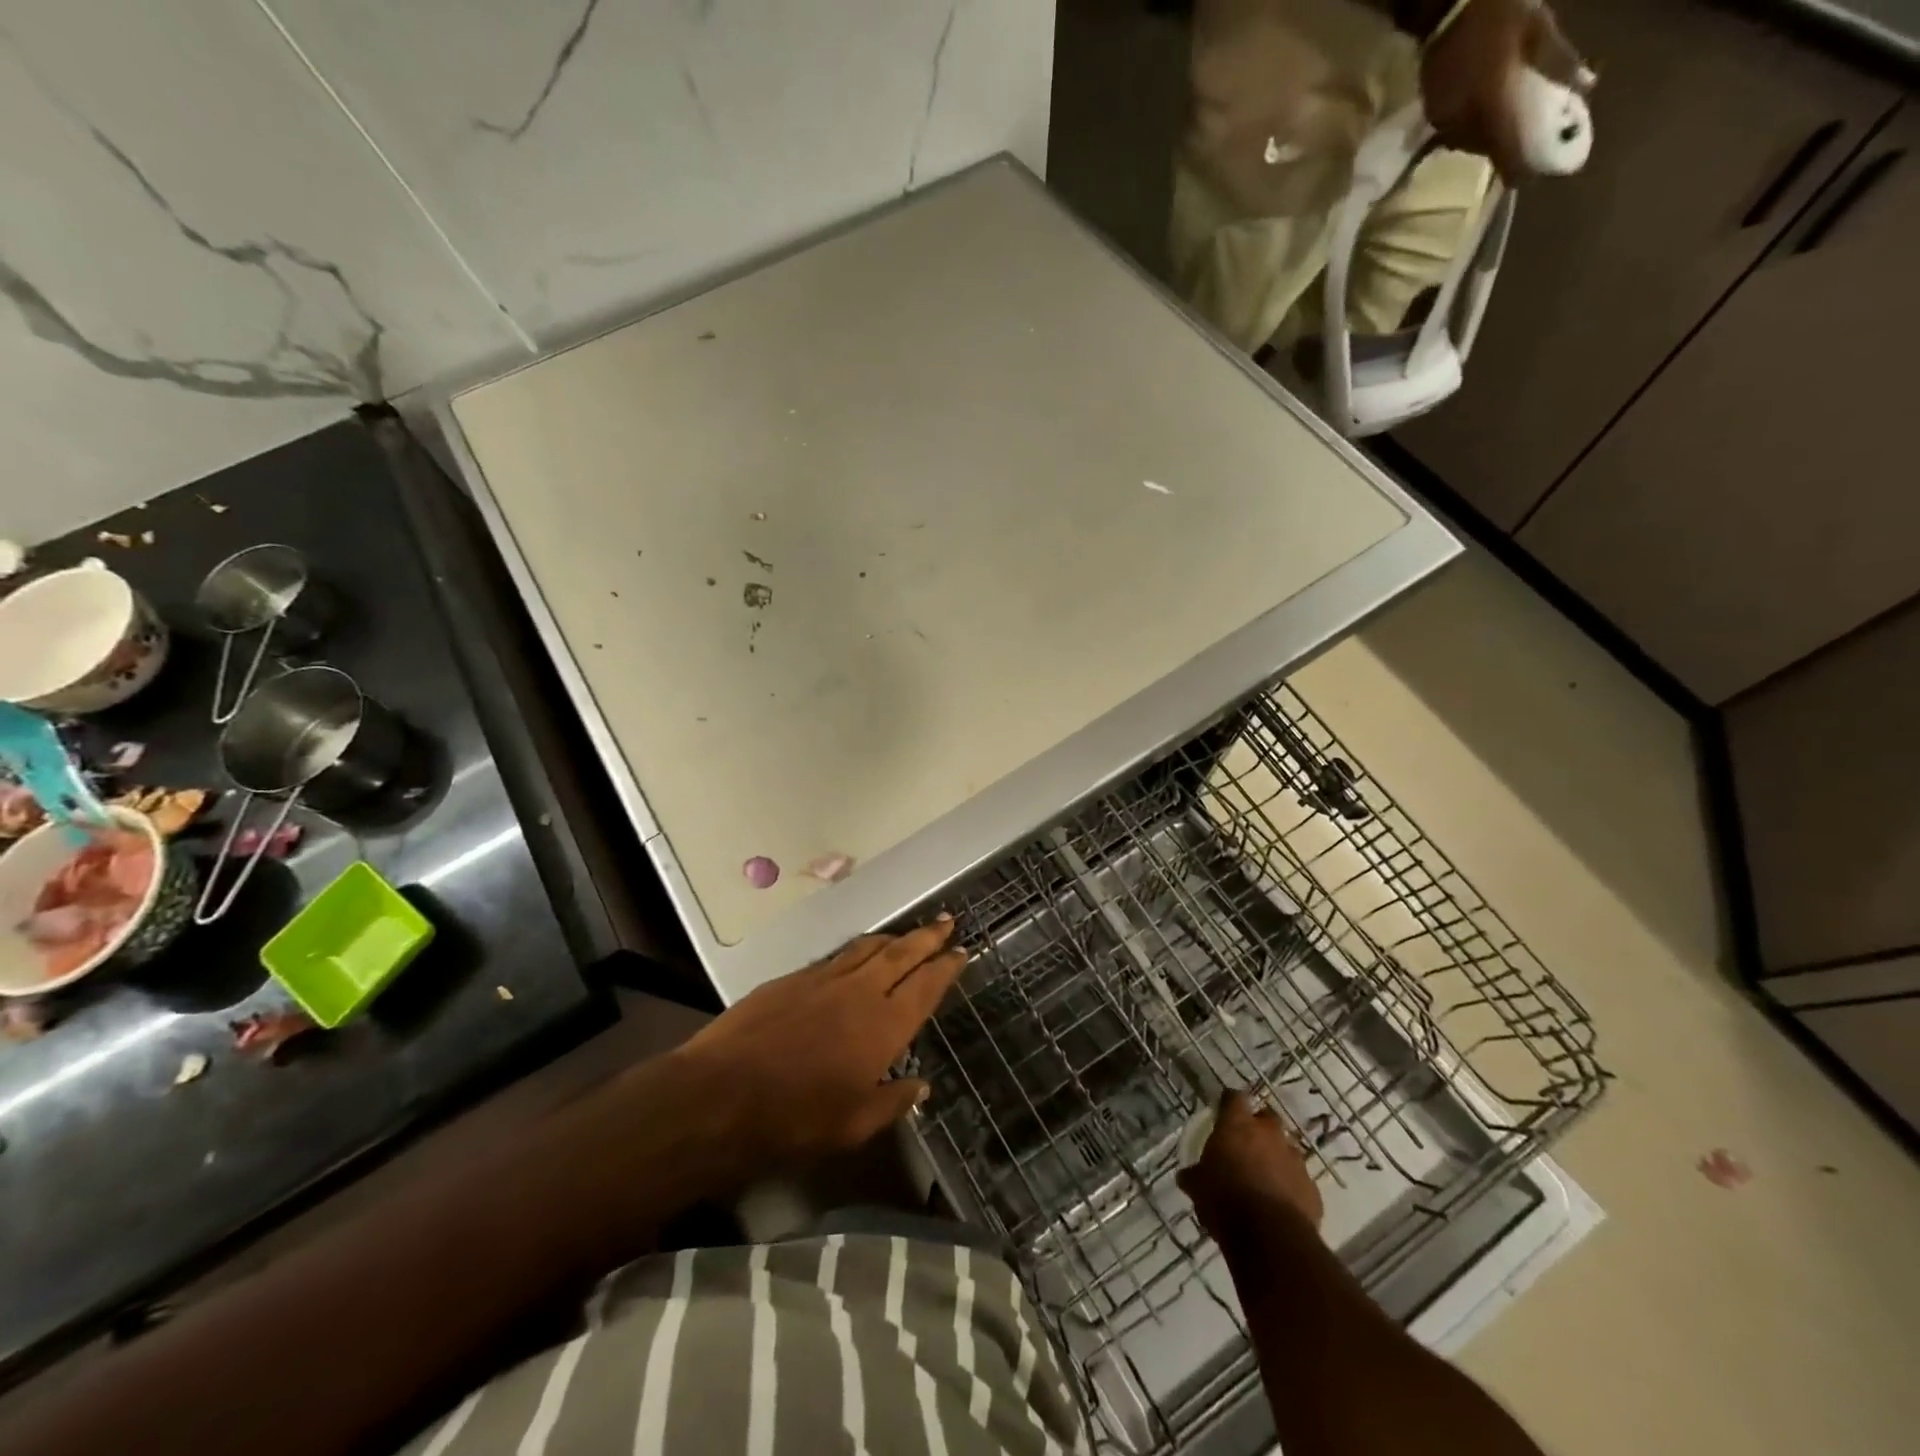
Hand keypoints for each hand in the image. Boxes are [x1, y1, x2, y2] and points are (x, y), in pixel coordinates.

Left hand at [670, 919, 966, 1175]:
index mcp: (883, 1025)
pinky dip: (857, 951)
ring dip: (893, 938)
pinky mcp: (793, 978)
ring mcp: (824, 979)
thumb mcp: (853, 1126)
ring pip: (868, 947)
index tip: (961, 951)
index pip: (925, 986)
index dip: (946, 967)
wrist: (722, 1093)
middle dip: (927, 936)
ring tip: (908, 934)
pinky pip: (836, 957)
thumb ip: (892, 1102)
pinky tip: (857, 956)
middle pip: (902, 953)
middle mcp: (859, 991)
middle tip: (947, 921)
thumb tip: (921, 1087)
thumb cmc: (795, 1118)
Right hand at [1179, 1090, 1323, 1244]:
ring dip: (1277, 1157)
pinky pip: (1299, 1180)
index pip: (1234, 1098)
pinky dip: (1290, 1186)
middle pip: (1267, 1118)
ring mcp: (1295, 1160)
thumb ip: (1194, 1176)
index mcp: (1238, 1125)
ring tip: (1264, 1177)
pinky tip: (1280, 1204)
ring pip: (1287, 1149)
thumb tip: (1185, 1176)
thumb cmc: (1226, 1201)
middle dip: (1258, 1128)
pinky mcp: (1312, 1189)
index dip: (1229, 1103)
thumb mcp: (1199, 1188)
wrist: (1272, 1239)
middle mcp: (1270, 1134)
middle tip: (1245, 1144)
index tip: (1223, 1110)